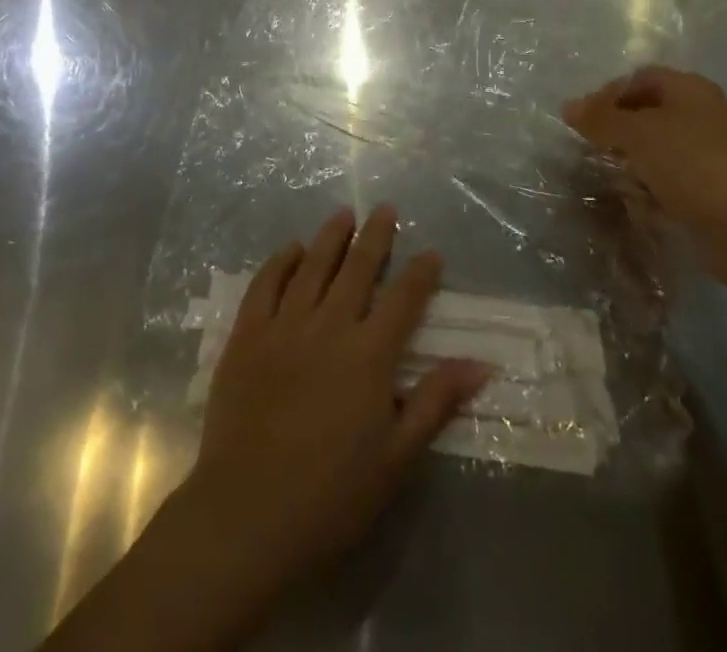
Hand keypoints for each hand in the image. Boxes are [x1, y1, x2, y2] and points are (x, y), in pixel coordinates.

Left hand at [177, 206, 487, 592]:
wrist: (246, 517)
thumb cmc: (331, 497)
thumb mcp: (396, 459)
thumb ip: (435, 403)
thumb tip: (480, 363)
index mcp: (369, 356)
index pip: (404, 299)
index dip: (421, 272)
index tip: (431, 252)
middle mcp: (329, 326)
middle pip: (357, 268)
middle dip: (375, 235)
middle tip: (385, 208)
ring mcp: (284, 326)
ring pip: (312, 265)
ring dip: (330, 236)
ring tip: (343, 215)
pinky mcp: (247, 335)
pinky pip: (265, 284)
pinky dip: (281, 261)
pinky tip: (292, 249)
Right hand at [563, 66, 726, 286]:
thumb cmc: (691, 165)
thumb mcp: (637, 133)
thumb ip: (600, 118)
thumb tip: (567, 106)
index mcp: (689, 90)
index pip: (638, 78)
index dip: (607, 93)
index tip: (583, 119)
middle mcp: (701, 115)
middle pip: (646, 112)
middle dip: (616, 129)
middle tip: (592, 146)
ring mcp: (707, 154)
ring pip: (655, 147)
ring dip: (630, 160)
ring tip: (610, 174)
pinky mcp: (708, 189)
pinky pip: (668, 178)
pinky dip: (649, 186)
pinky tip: (636, 200)